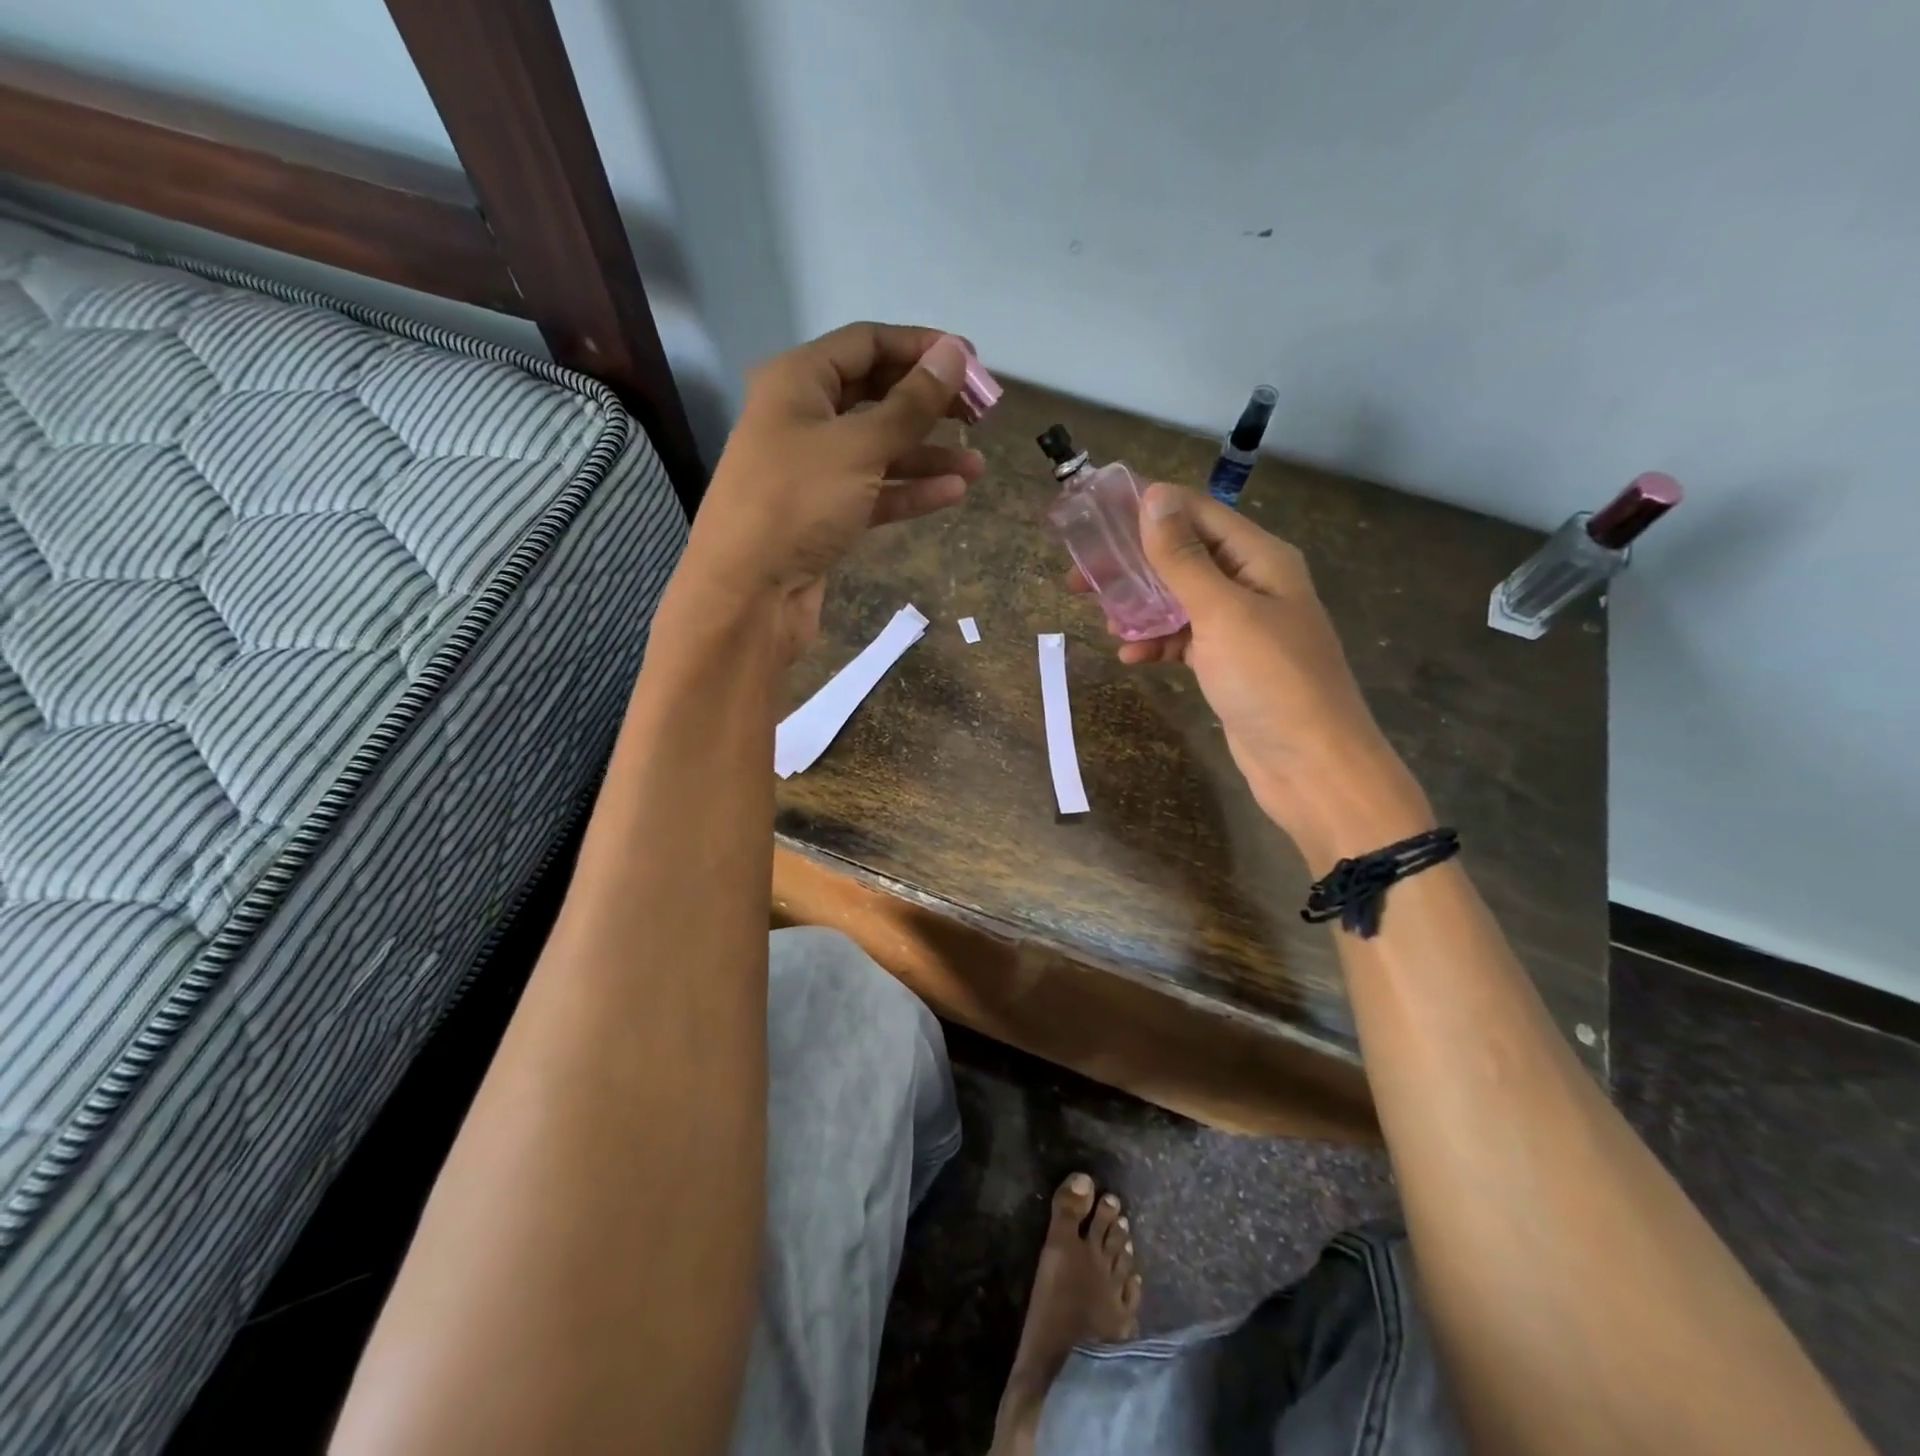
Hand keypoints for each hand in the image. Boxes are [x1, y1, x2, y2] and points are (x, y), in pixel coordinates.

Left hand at [677, 324, 984, 659]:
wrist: (747, 594)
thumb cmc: (797, 504)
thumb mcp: (859, 447)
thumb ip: (911, 404)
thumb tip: (953, 354)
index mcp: (798, 381)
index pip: (867, 343)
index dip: (921, 348)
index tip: (972, 363)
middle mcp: (803, 417)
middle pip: (876, 395)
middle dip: (929, 403)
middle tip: (980, 414)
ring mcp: (814, 470)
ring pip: (879, 449)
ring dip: (928, 454)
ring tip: (978, 465)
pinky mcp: (824, 514)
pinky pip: (874, 491)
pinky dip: (909, 490)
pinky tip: (952, 493)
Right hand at [1088, 484, 1433, 870]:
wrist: (1311, 764)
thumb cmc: (1270, 679)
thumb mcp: (1222, 612)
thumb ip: (1183, 558)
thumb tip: (1153, 497)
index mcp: (1259, 557)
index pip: (1197, 513)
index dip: (1147, 510)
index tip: (1094, 519)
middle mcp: (1251, 583)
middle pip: (1183, 557)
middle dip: (1133, 565)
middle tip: (1080, 580)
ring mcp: (1240, 626)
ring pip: (1178, 600)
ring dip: (1140, 608)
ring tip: (1104, 623)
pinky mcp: (1228, 662)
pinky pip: (1184, 639)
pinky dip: (1157, 644)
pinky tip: (1131, 658)